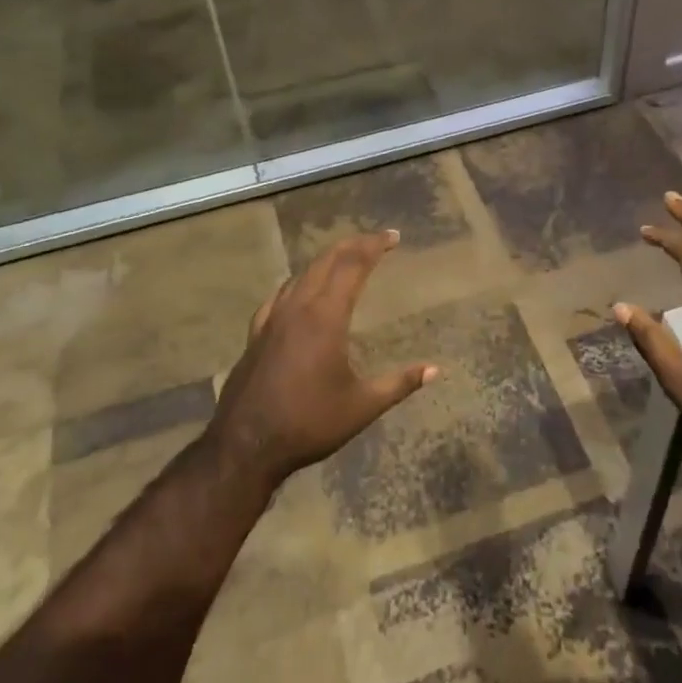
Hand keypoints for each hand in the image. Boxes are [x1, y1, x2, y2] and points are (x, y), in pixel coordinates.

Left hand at [207, 230, 436, 490]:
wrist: (246, 445)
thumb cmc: (309, 423)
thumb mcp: (362, 406)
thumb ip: (400, 383)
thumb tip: (435, 370)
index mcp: (326, 316)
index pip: (353, 265)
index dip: (374, 246)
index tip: (393, 237)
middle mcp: (298, 308)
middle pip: (326, 261)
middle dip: (352, 245)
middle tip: (375, 240)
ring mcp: (272, 319)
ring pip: (301, 274)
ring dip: (326, 260)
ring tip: (344, 259)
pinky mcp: (256, 335)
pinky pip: (280, 295)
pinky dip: (298, 283)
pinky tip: (298, 291)